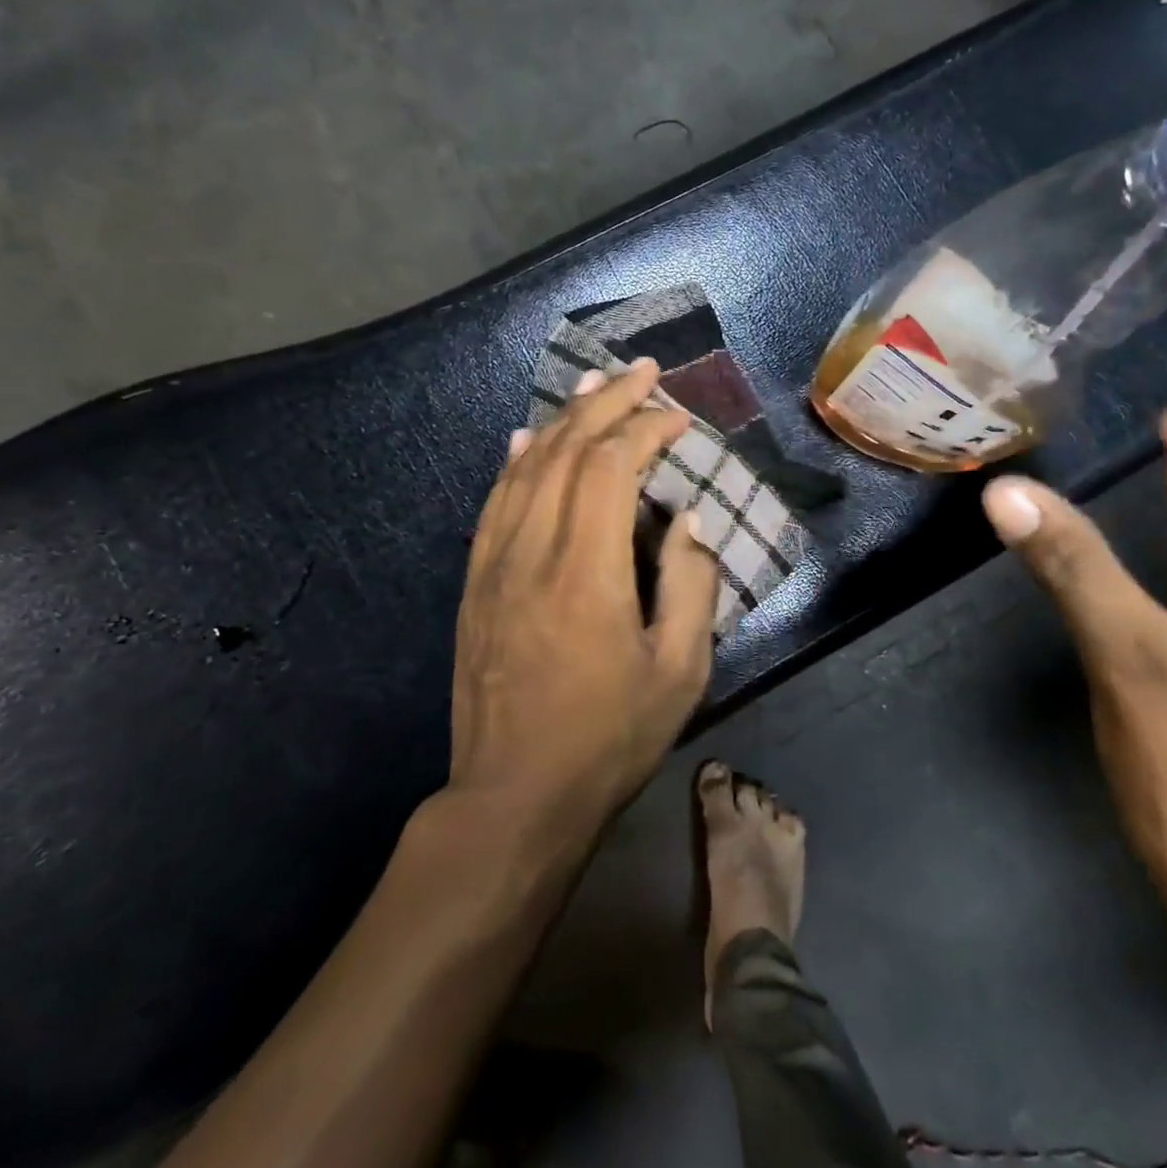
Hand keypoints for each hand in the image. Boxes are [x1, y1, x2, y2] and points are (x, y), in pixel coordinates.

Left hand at [449, 361, 718, 846]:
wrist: (513, 796)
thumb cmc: (608, 739)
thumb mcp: (680, 673)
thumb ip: (691, 586)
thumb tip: (685, 520)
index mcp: (587, 572)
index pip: (612, 469)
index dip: (645, 429)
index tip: (677, 417)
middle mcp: (533, 552)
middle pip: (567, 453)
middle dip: (607, 404)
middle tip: (640, 371)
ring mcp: (495, 565)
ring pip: (526, 468)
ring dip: (563, 421)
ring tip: (592, 387)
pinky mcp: (475, 583)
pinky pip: (495, 503)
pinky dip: (516, 461)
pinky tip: (528, 439)